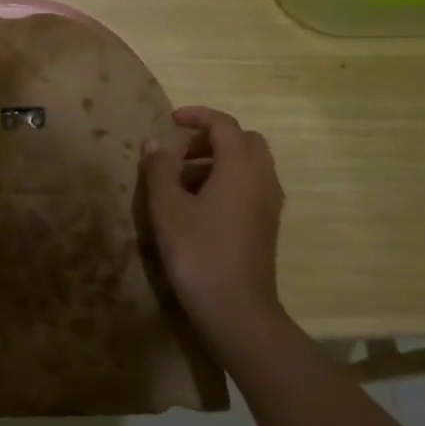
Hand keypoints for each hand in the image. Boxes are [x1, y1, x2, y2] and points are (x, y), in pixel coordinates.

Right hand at [141, 106, 286, 351]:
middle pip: (244, 141)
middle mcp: (262, 178)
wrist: (236, 309)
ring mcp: (269, 203)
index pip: (224, 125)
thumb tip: (155, 142)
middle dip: (212, 138)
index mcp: (240, 167)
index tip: (171, 120)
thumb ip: (160, 169)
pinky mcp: (267, 225)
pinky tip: (200, 205)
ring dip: (219, 161)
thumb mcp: (167, 207)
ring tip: (182, 180)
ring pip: (249, 165)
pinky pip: (251, 186)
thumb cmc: (198, 252)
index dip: (197, 116)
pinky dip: (228, 181)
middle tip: (180, 152)